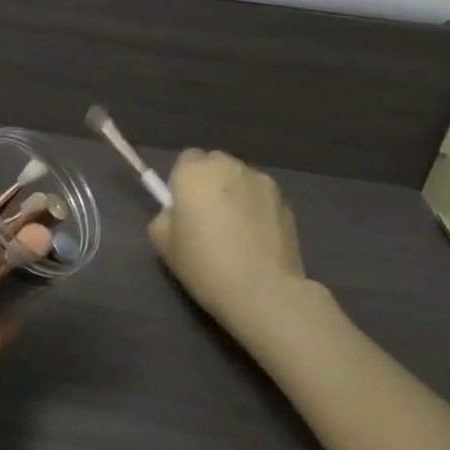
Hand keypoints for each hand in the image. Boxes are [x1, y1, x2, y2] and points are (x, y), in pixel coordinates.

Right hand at [148, 149, 306, 335]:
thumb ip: (165, 216)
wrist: (262, 290)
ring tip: (236, 230)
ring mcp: (262, 182)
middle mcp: (229, 167)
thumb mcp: (163, 244)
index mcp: (194, 172)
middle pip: (215, 163)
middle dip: (210, 182)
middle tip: (207, 217)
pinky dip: (256, 209)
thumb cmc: (204, 265)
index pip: (186, 159)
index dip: (183, 181)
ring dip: (235, 193)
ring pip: (241, 179)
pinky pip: (261, 197)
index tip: (183, 208)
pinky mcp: (286, 202)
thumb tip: (177, 213)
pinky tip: (255, 239)